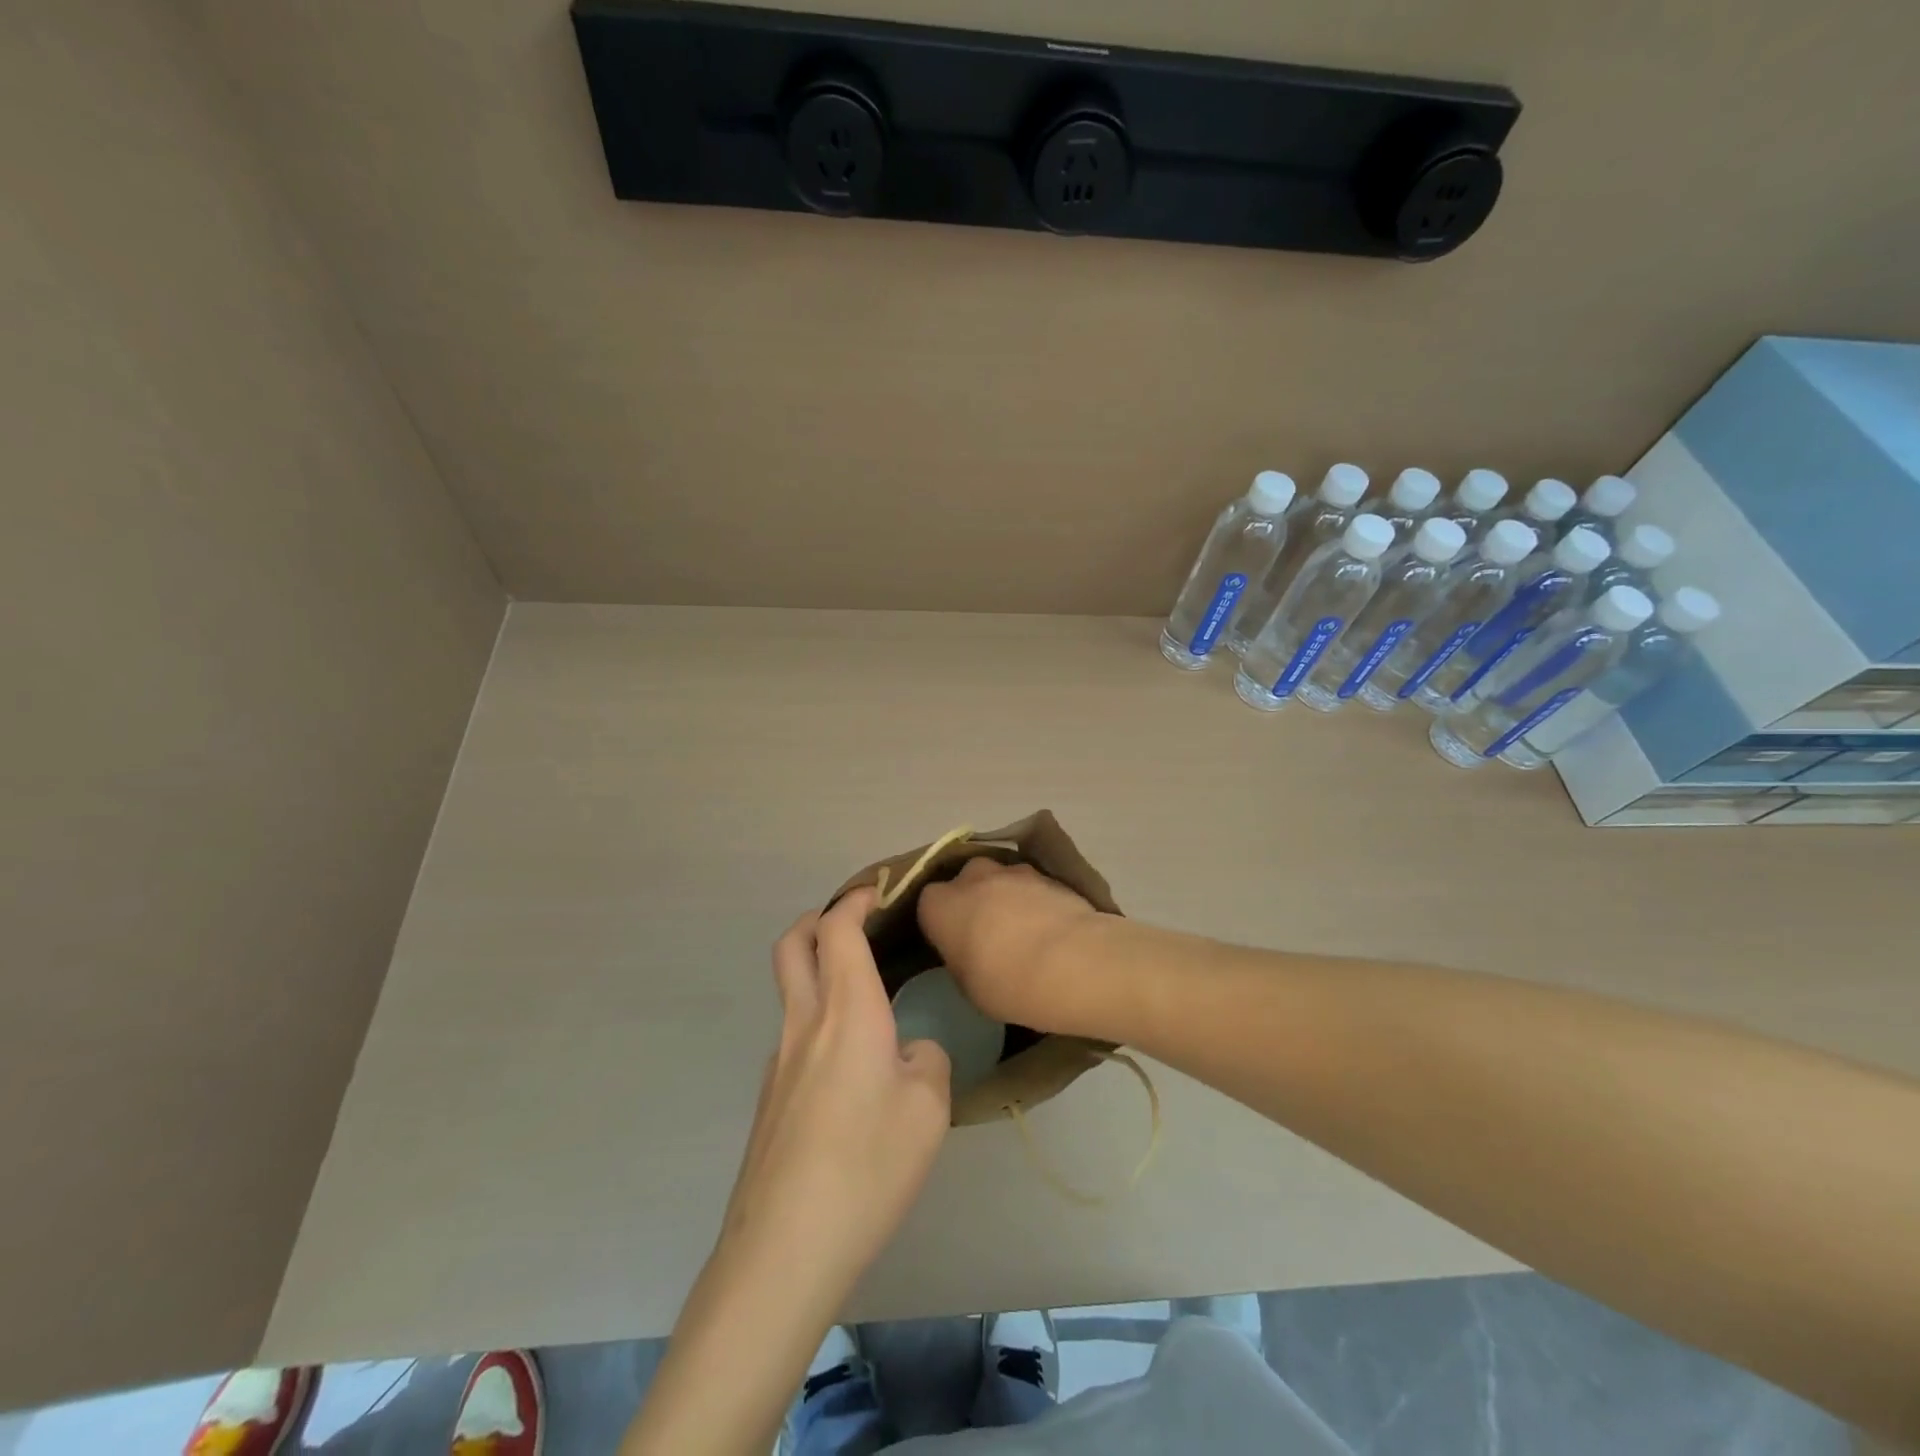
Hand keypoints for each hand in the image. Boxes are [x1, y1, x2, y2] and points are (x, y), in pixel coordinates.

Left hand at [718, 887, 951, 1296]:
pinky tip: (851, 1069)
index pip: (838, 928)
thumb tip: (908, 1052)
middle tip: (855, 924)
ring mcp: (779, 1060)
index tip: (879, 891)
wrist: (784, 1248)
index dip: (856, 900)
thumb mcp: (928, 1109)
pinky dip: (819, 1019)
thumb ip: (926, 1061)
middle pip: (792, 943)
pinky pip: (795, 1035)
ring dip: (817, 969)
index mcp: (846, 1010)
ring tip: (865, 997)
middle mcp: (805, 1022)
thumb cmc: (867, 1165)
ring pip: (790, 989)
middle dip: (819, 918)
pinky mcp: (771, 1097)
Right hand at [916, 858, 1099, 1030]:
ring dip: (1006, 897)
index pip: (929, 906)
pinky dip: (1035, 900)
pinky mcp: (1048, 874)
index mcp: (940, 905)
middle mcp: (972, 877)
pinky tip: (1049, 927)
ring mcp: (1012, 870)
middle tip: (988, 934)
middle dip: (974, 901)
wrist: (1071, 962)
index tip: (954, 945)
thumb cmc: (1006, 983)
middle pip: (965, 882)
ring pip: (1001, 879)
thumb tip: (970, 953)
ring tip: (1025, 931)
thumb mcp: (968, 986)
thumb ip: (961, 959)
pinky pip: (1032, 885)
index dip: (942, 925)